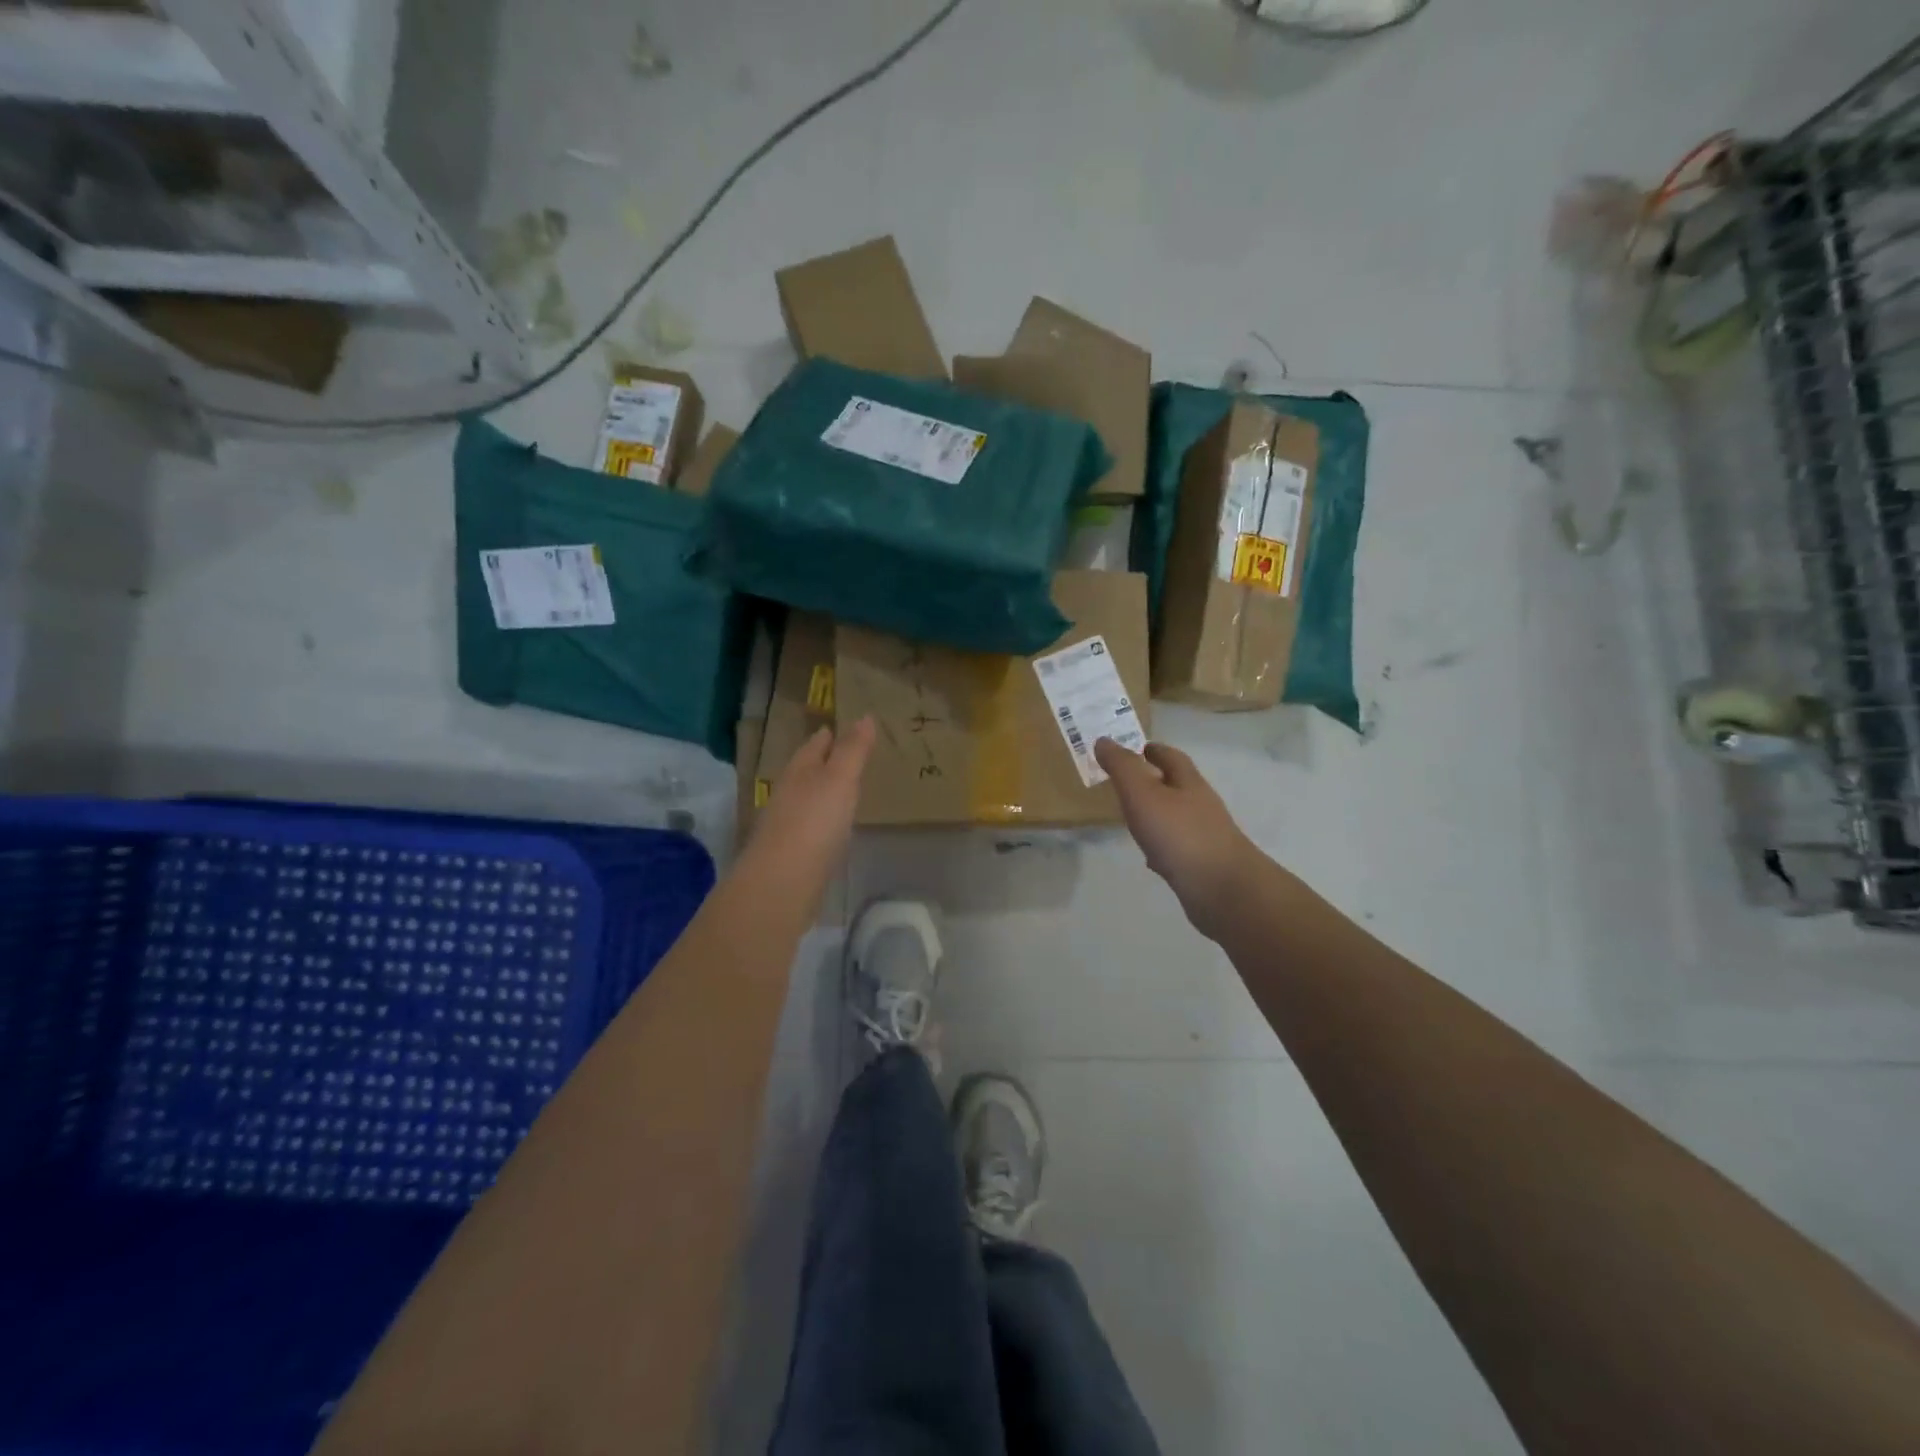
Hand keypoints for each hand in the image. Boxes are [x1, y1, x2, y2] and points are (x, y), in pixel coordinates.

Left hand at [746, 717, 875, 887]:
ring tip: (843, 789)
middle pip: (806, 772)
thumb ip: (853, 750)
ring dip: (822, 792)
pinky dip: (822, 821)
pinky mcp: (791, 854)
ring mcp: (786, 825)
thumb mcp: (840, 780)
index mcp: (799, 772)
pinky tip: (833, 828)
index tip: (840, 726)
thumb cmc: (814, 822)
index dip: (828, 736)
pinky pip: (810, 828)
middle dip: (823, 762)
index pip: (813, 746)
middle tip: (846, 754)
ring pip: (806, 800)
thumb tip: (865, 716)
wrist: (782, 883)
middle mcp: (788, 794)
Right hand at [1094, 737, 1256, 937]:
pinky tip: (1149, 858)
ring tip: (1132, 818)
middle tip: (1125, 783)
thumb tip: (1104, 740)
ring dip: (1156, 814)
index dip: (1151, 749)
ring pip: (1176, 817)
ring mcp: (1204, 836)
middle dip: (1153, 781)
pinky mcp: (1201, 864)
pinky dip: (1161, 846)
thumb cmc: (1180, 834)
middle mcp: (1200, 805)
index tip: (1133, 748)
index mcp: (1188, 782)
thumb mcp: (1142, 793)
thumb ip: (1122, 767)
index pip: (1170, 756)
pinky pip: (1177, 848)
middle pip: (1176, 785)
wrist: (1222, 890)